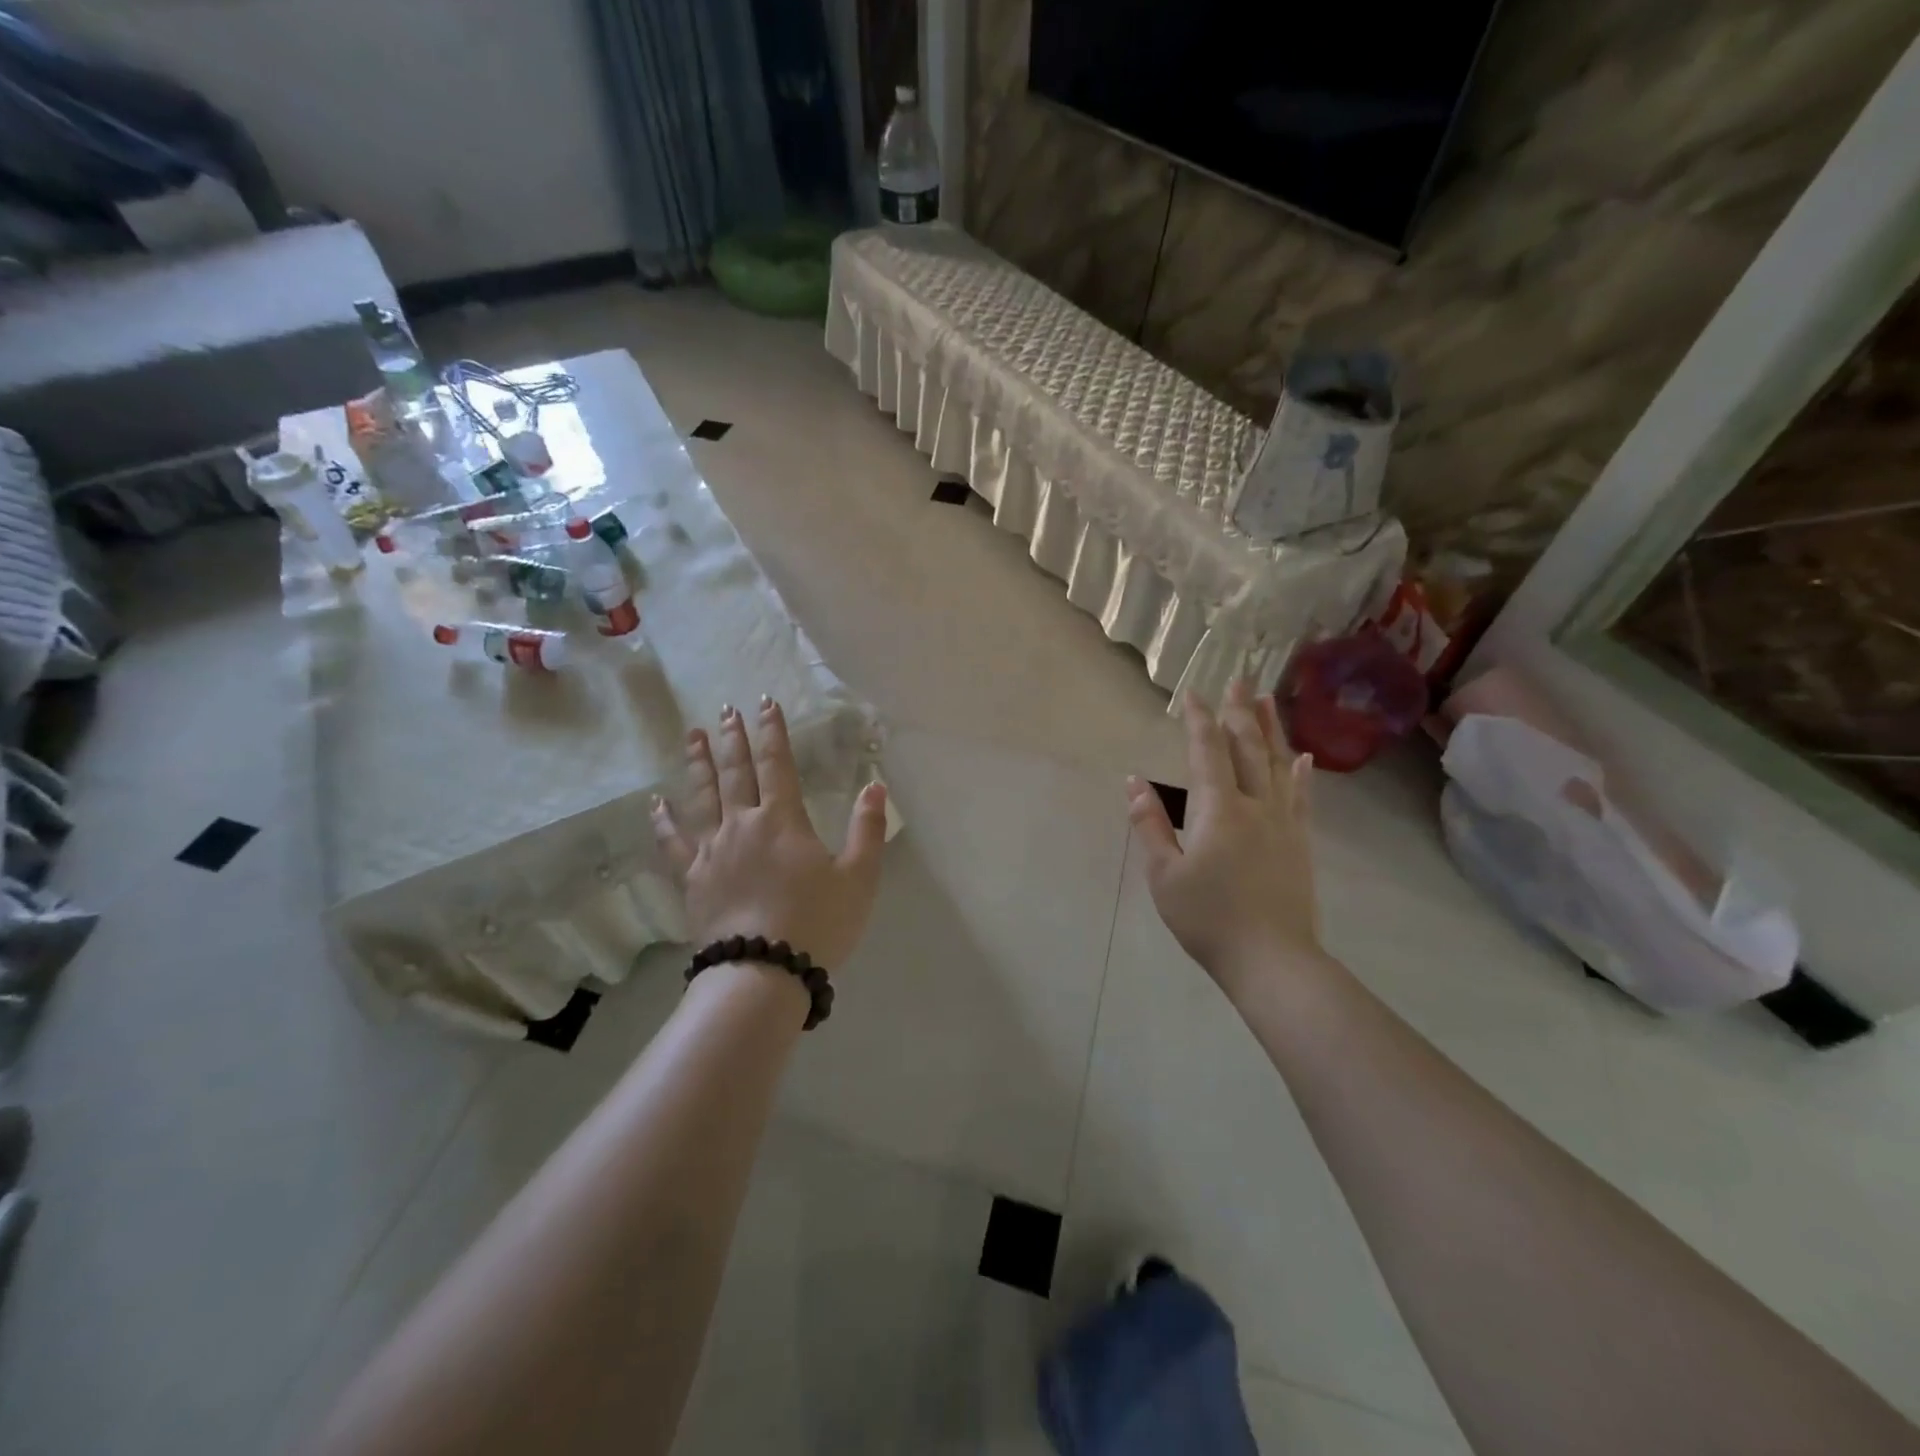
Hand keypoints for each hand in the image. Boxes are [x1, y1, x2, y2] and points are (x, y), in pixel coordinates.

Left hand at [651, 697, 887, 970]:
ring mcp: (712, 851)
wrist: (762, 973)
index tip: (765, 702)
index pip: (777, 763)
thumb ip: (868, 829)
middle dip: (733, 739)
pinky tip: (656, 804)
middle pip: (735, 772)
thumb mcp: (858, 877)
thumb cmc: (817, 923)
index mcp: (783, 820)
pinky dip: (663, 821)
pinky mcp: (693, 879)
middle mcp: (743, 825)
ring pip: (702, 797)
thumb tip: (874, 786)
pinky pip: (674, 842)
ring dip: (698, 764)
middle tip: (726, 710)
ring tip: (693, 736)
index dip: (772, 731)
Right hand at [1126, 679, 1320, 991]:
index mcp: (1218, 810)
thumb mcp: (1164, 875)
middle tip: (1240, 680)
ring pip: (1278, 765)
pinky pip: (1301, 797)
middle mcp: (1255, 806)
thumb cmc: (1208, 918)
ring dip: (1272, 729)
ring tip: (1269, 700)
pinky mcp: (1300, 844)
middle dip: (1240, 712)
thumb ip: (1149, 825)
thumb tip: (1134, 782)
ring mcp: (1283, 824)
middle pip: (1248, 748)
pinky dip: (1301, 773)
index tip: (1193, 693)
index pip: (1207, 752)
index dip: (1199, 720)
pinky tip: (1304, 757)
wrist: (1272, 960)